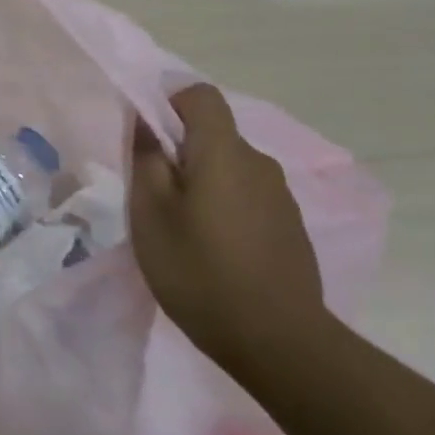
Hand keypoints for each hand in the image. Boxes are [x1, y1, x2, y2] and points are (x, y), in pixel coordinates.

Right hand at [128, 83, 330, 355]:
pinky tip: (213, 251)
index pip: (200, 95)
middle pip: (214, 135)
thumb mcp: (151, 215)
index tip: (145, 138)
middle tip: (152, 197)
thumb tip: (145, 122)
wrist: (276, 339)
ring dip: (202, 183)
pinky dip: (224, 207)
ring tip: (181, 230)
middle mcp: (259, 162)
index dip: (168, 103)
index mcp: (224, 152)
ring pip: (230, 168)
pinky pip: (248, 196)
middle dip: (179, 152)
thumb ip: (146, 160)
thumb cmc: (199, 271)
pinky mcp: (289, 225)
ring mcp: (281, 196)